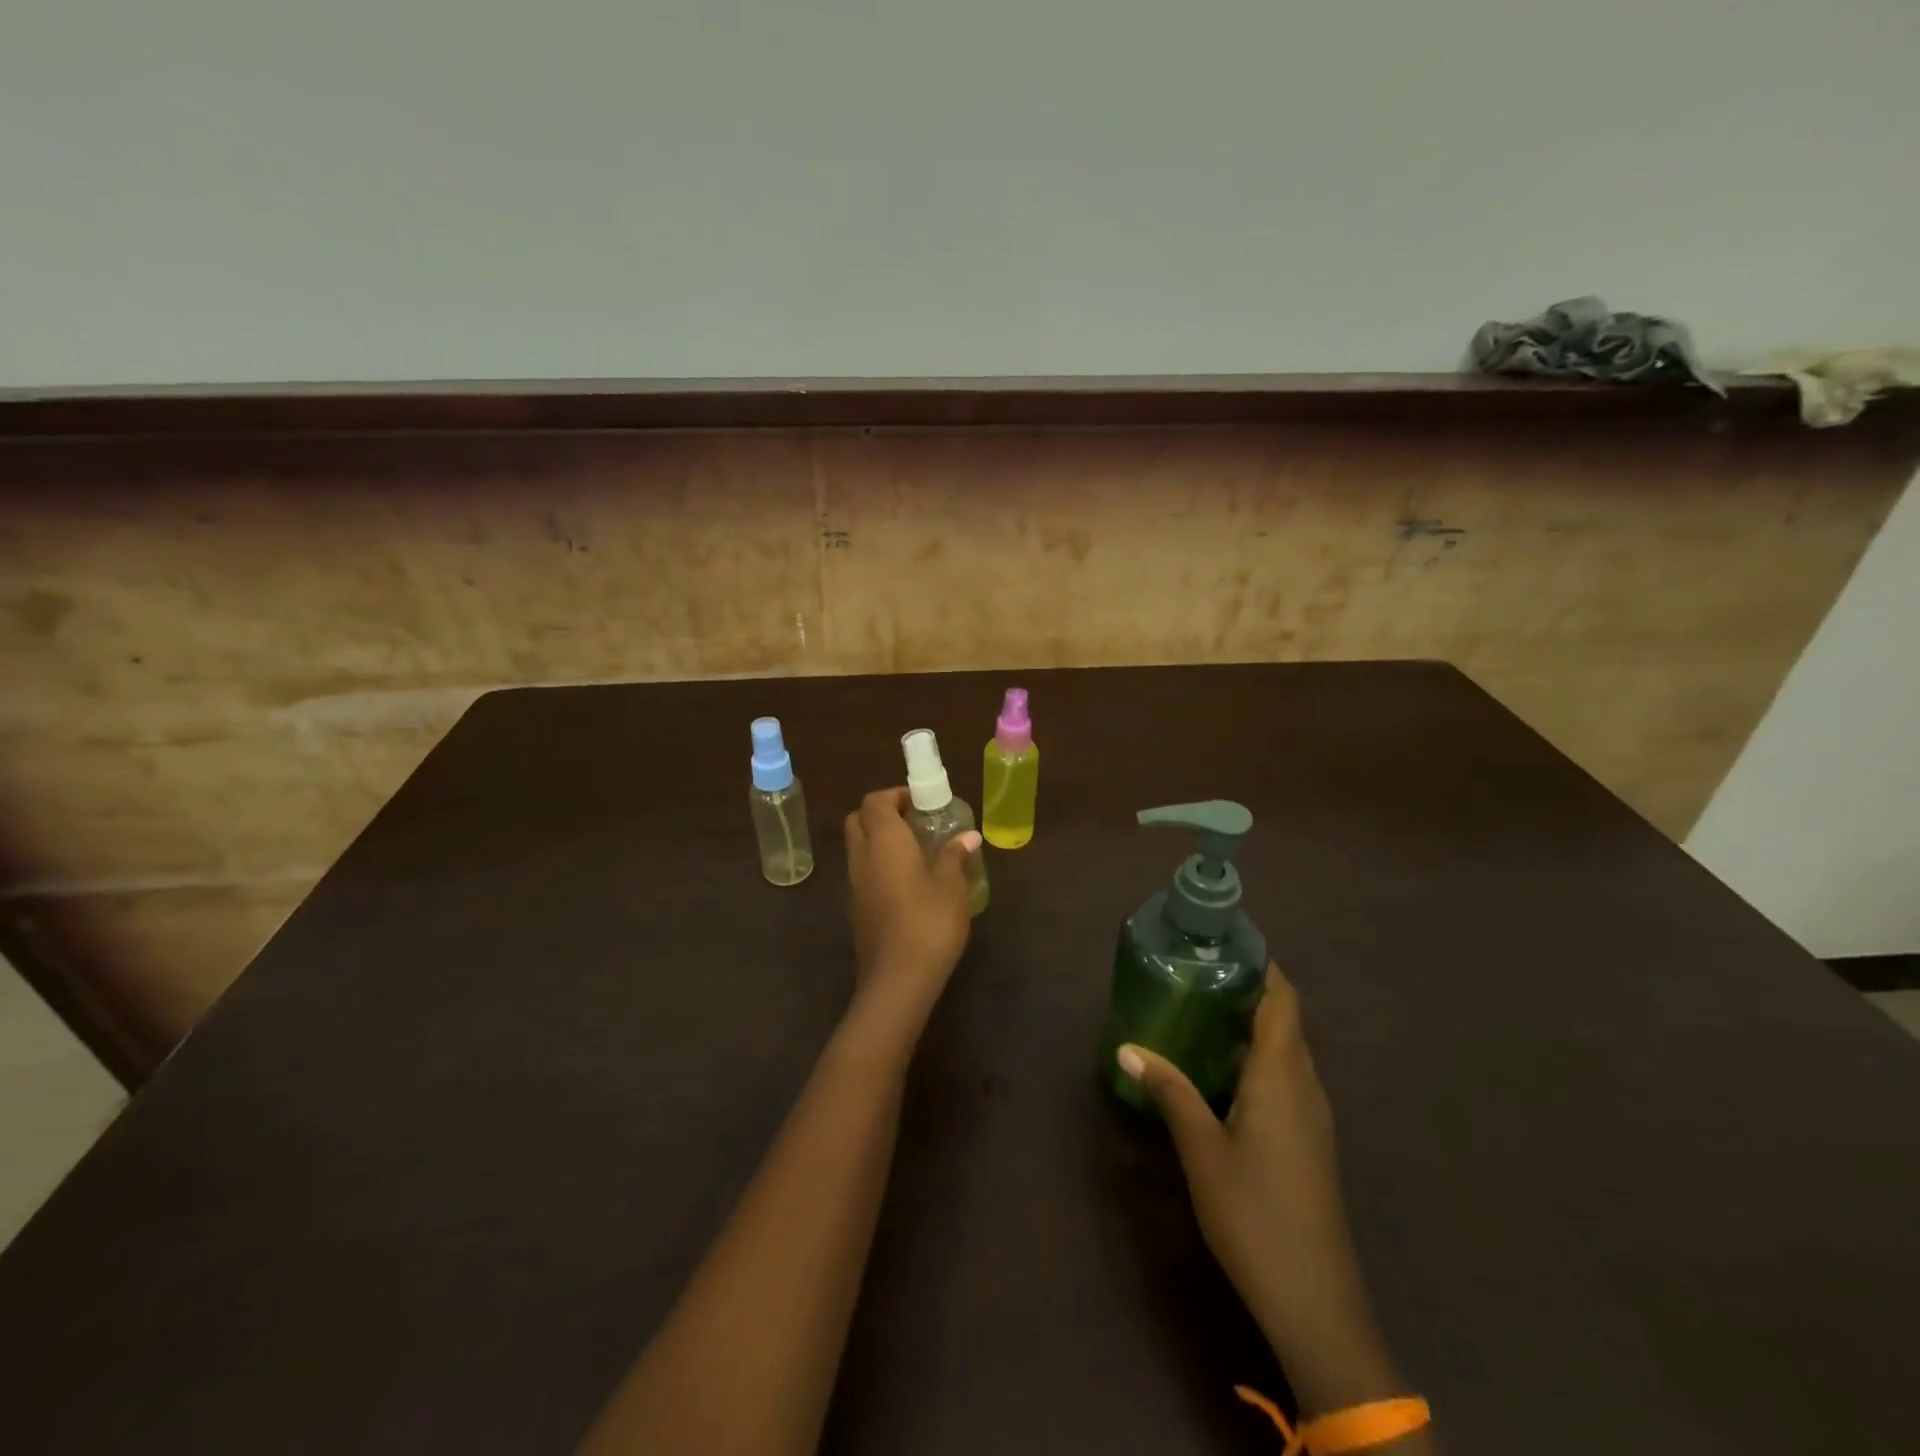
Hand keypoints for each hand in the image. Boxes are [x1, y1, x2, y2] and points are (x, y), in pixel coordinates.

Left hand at [843, 787, 979, 1041]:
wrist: (897, 979)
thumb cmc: (928, 922)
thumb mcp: (951, 885)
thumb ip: (955, 855)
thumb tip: (969, 836)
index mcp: (884, 840)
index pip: (875, 801)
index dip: (895, 795)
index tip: (921, 802)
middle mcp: (861, 856)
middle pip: (859, 819)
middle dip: (882, 813)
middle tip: (915, 822)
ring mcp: (854, 884)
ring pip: (858, 846)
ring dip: (879, 840)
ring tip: (915, 850)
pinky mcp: (855, 908)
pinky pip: (861, 871)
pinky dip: (877, 864)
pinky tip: (906, 881)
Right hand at [1119, 965, 1403, 1413]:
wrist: (1315, 1300)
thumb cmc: (1254, 1213)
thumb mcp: (1201, 1149)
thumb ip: (1169, 1090)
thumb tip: (1127, 1047)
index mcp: (1282, 1074)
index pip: (1282, 998)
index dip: (1261, 963)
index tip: (1224, 940)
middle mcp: (1305, 1084)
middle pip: (1283, 1018)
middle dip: (1246, 988)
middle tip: (1196, 972)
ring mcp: (1312, 1115)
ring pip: (1284, 1050)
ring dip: (1250, 1024)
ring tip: (1200, 1010)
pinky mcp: (1309, 1139)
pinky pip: (1285, 1077)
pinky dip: (1255, 1057)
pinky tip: (1219, 1070)